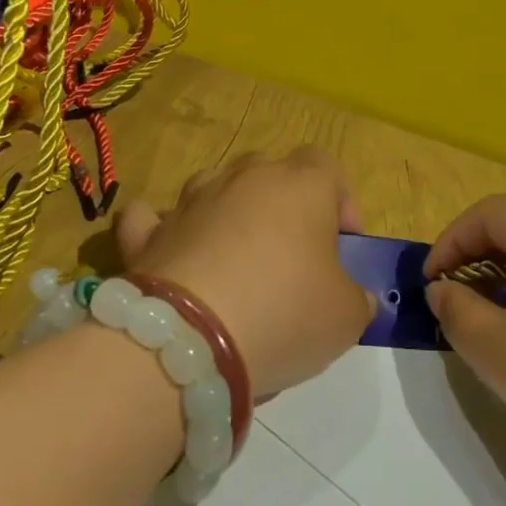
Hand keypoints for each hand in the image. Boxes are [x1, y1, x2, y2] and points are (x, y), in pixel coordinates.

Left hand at [113, 148, 372, 396]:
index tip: (343, 245)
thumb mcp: (346, 317)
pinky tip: (171, 253)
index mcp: (302, 185)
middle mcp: (245, 178)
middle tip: (291, 255)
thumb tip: (356, 296)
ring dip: (227, 211)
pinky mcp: (148, 233)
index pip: (327, 166)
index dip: (340, 201)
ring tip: (234, 259)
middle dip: (282, 204)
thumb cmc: (284, 312)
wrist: (189, 339)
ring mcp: (192, 201)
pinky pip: (153, 218)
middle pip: (270, 171)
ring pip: (215, 185)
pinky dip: (162, 230)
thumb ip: (356, 298)